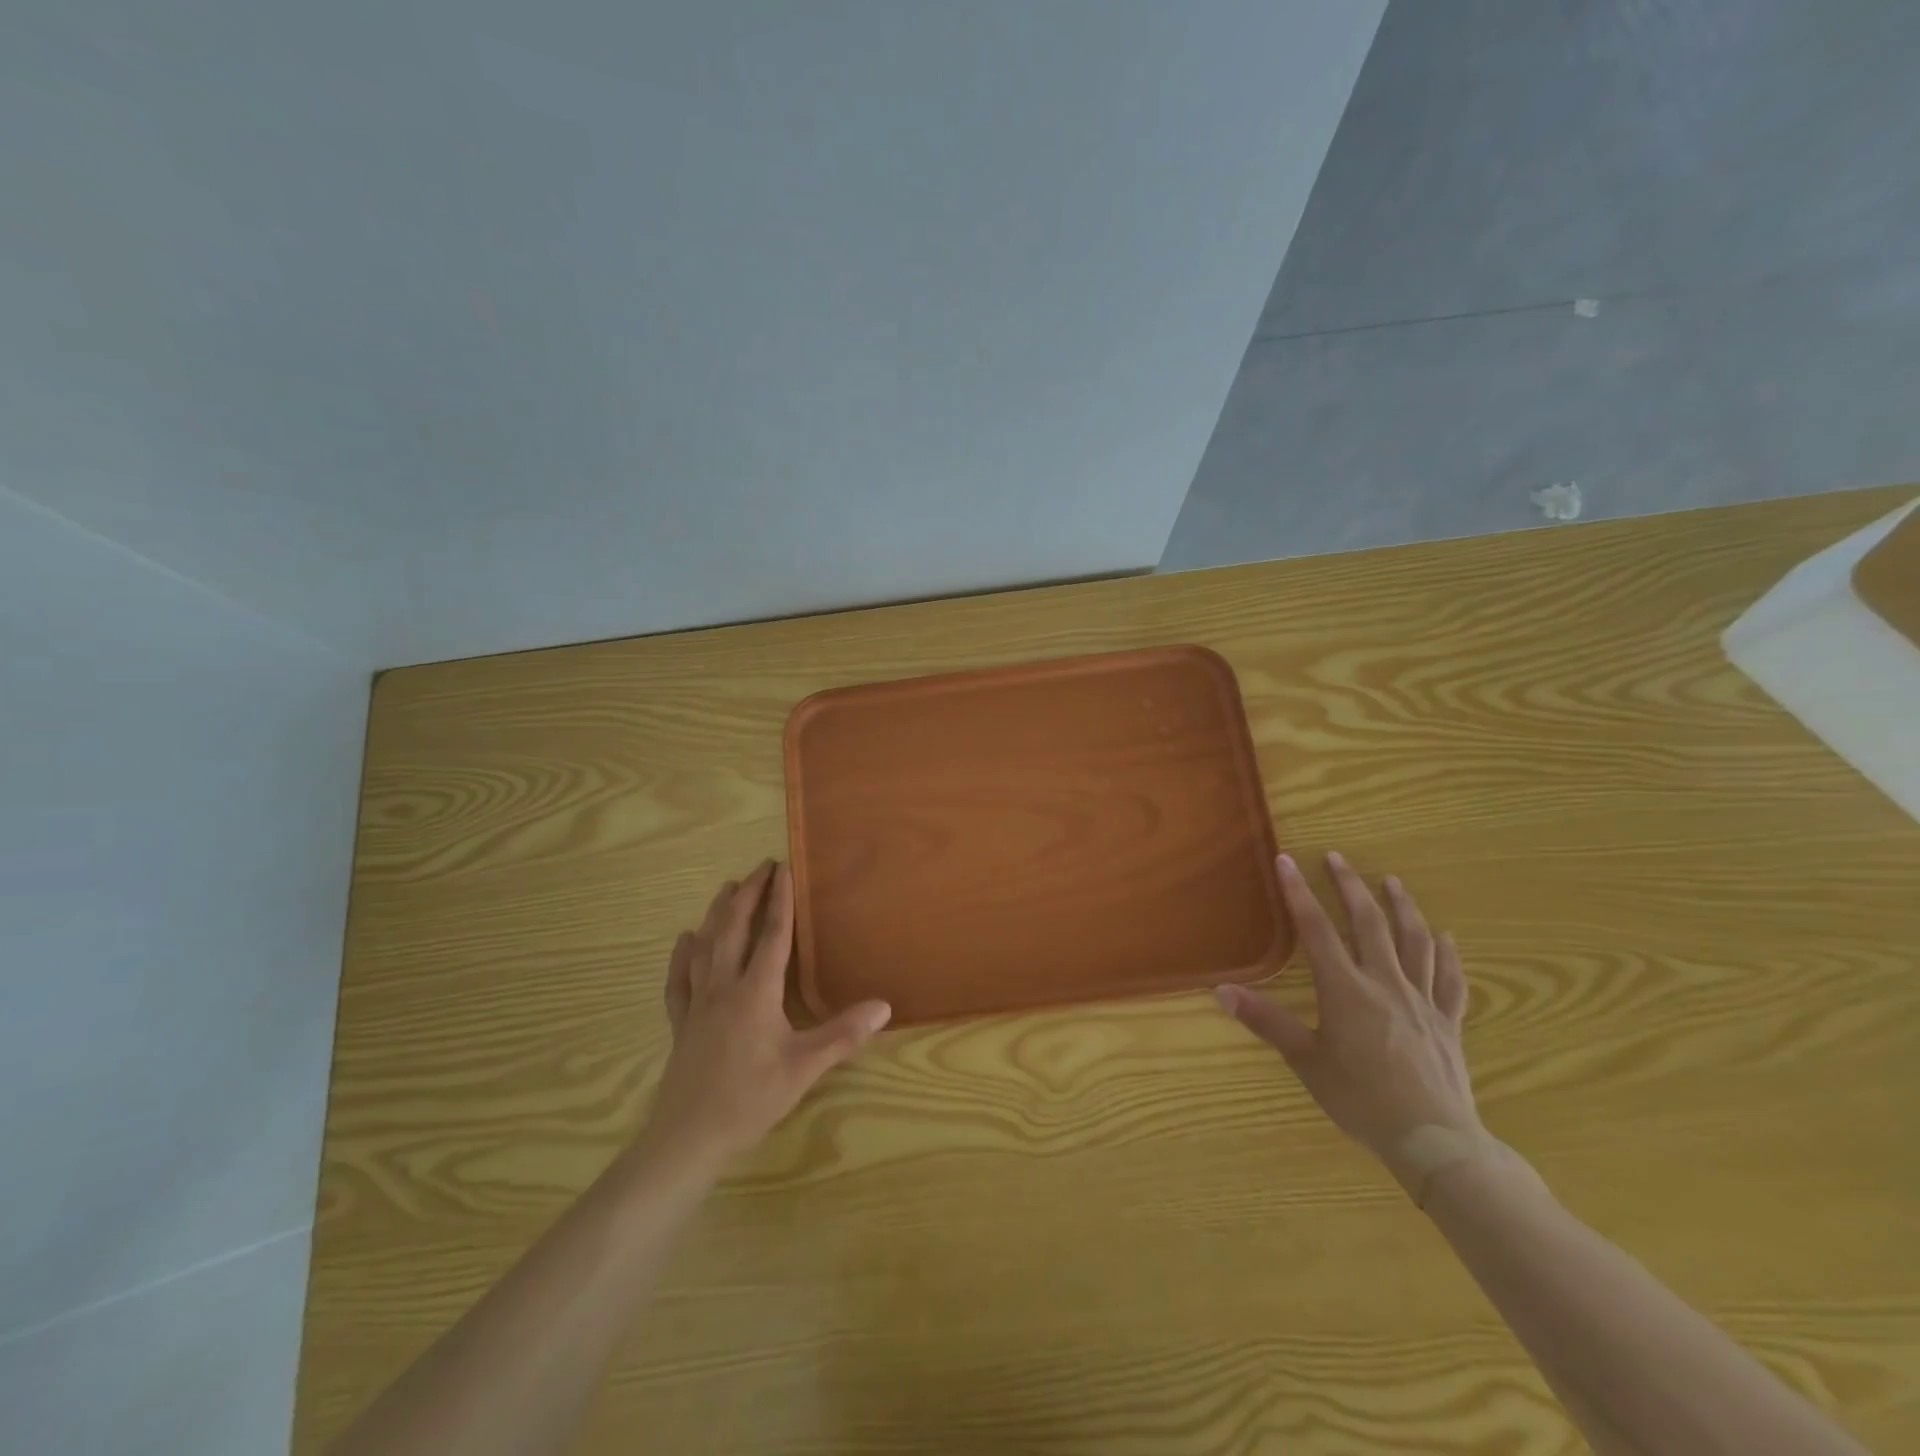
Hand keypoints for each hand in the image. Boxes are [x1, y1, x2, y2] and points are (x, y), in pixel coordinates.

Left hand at [643, 861, 890, 1170]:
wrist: (688, 1138)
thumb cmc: (750, 1099)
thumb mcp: (804, 1068)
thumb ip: (843, 1034)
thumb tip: (884, 1006)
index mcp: (756, 992)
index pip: (772, 935)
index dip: (780, 900)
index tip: (784, 868)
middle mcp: (724, 987)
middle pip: (735, 930)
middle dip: (748, 895)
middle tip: (761, 867)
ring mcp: (697, 1004)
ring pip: (706, 947)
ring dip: (718, 914)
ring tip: (727, 888)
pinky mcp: (680, 1024)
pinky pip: (679, 980)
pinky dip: (682, 956)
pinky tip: (685, 940)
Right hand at [1214, 852, 1486, 1193]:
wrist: (1435, 1140)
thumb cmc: (1361, 1100)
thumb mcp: (1306, 1061)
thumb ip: (1266, 1021)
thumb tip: (1221, 991)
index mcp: (1345, 990)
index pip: (1317, 930)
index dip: (1299, 893)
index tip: (1286, 861)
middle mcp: (1385, 983)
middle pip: (1368, 923)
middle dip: (1351, 886)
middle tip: (1338, 858)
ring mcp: (1422, 1000)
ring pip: (1414, 941)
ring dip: (1402, 907)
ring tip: (1392, 882)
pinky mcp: (1448, 1021)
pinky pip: (1450, 978)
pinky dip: (1447, 954)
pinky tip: (1445, 937)